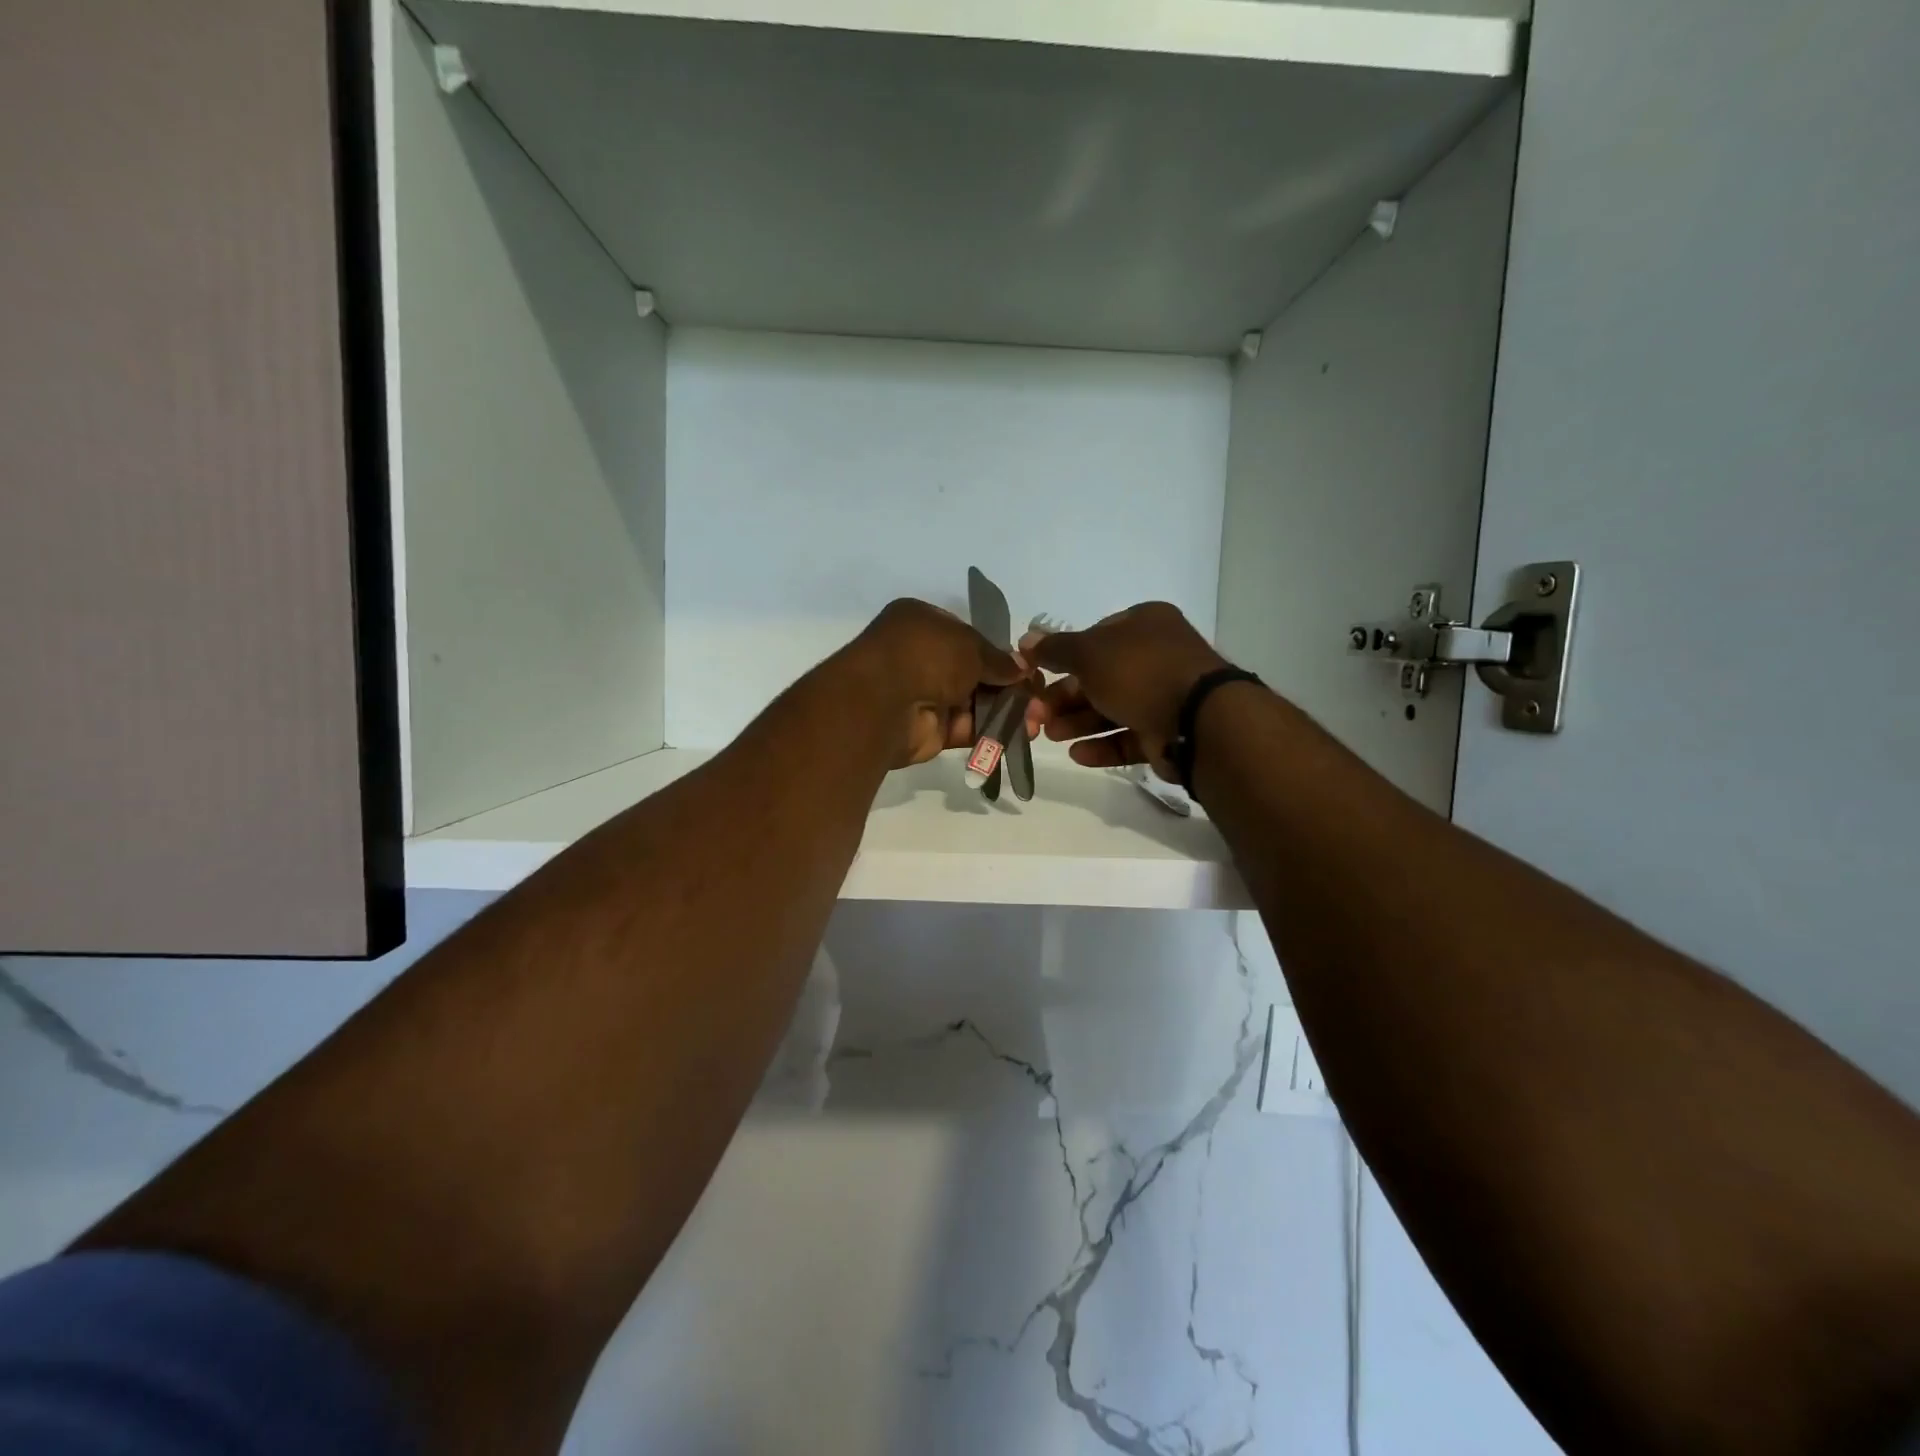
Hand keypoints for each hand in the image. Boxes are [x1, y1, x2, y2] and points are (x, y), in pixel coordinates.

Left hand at [851, 599, 1028, 767]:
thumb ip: (997, 658)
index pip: (967, 637)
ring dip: (1005, 710)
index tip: (1026, 668)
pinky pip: (965, 728)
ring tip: (1037, 719)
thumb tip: (1021, 668)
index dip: (998, 653)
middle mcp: (920, 657)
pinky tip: (1021, 733)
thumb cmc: (925, 655)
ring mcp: (922, 695)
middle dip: (1007, 686)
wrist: (882, 702)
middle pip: (972, 672)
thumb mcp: (970, 646)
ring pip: (972, 703)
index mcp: (921, 623)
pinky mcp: (927, 731)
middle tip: (1039, 698)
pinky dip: (991, 731)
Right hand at [1020, 602, 1228, 779]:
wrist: (1197, 721)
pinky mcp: (1168, 733)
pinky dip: (1102, 745)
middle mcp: (1157, 656)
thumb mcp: (1089, 653)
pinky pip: (1128, 737)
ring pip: (1112, 709)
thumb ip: (1056, 648)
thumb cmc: (1140, 672)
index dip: (1065, 657)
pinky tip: (1078, 754)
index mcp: (1144, 625)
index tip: (1039, 677)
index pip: (1095, 637)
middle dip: (1065, 698)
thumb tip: (1026, 640)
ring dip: (1078, 722)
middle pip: (1100, 677)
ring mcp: (1165, 696)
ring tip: (1052, 736)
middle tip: (1037, 716)